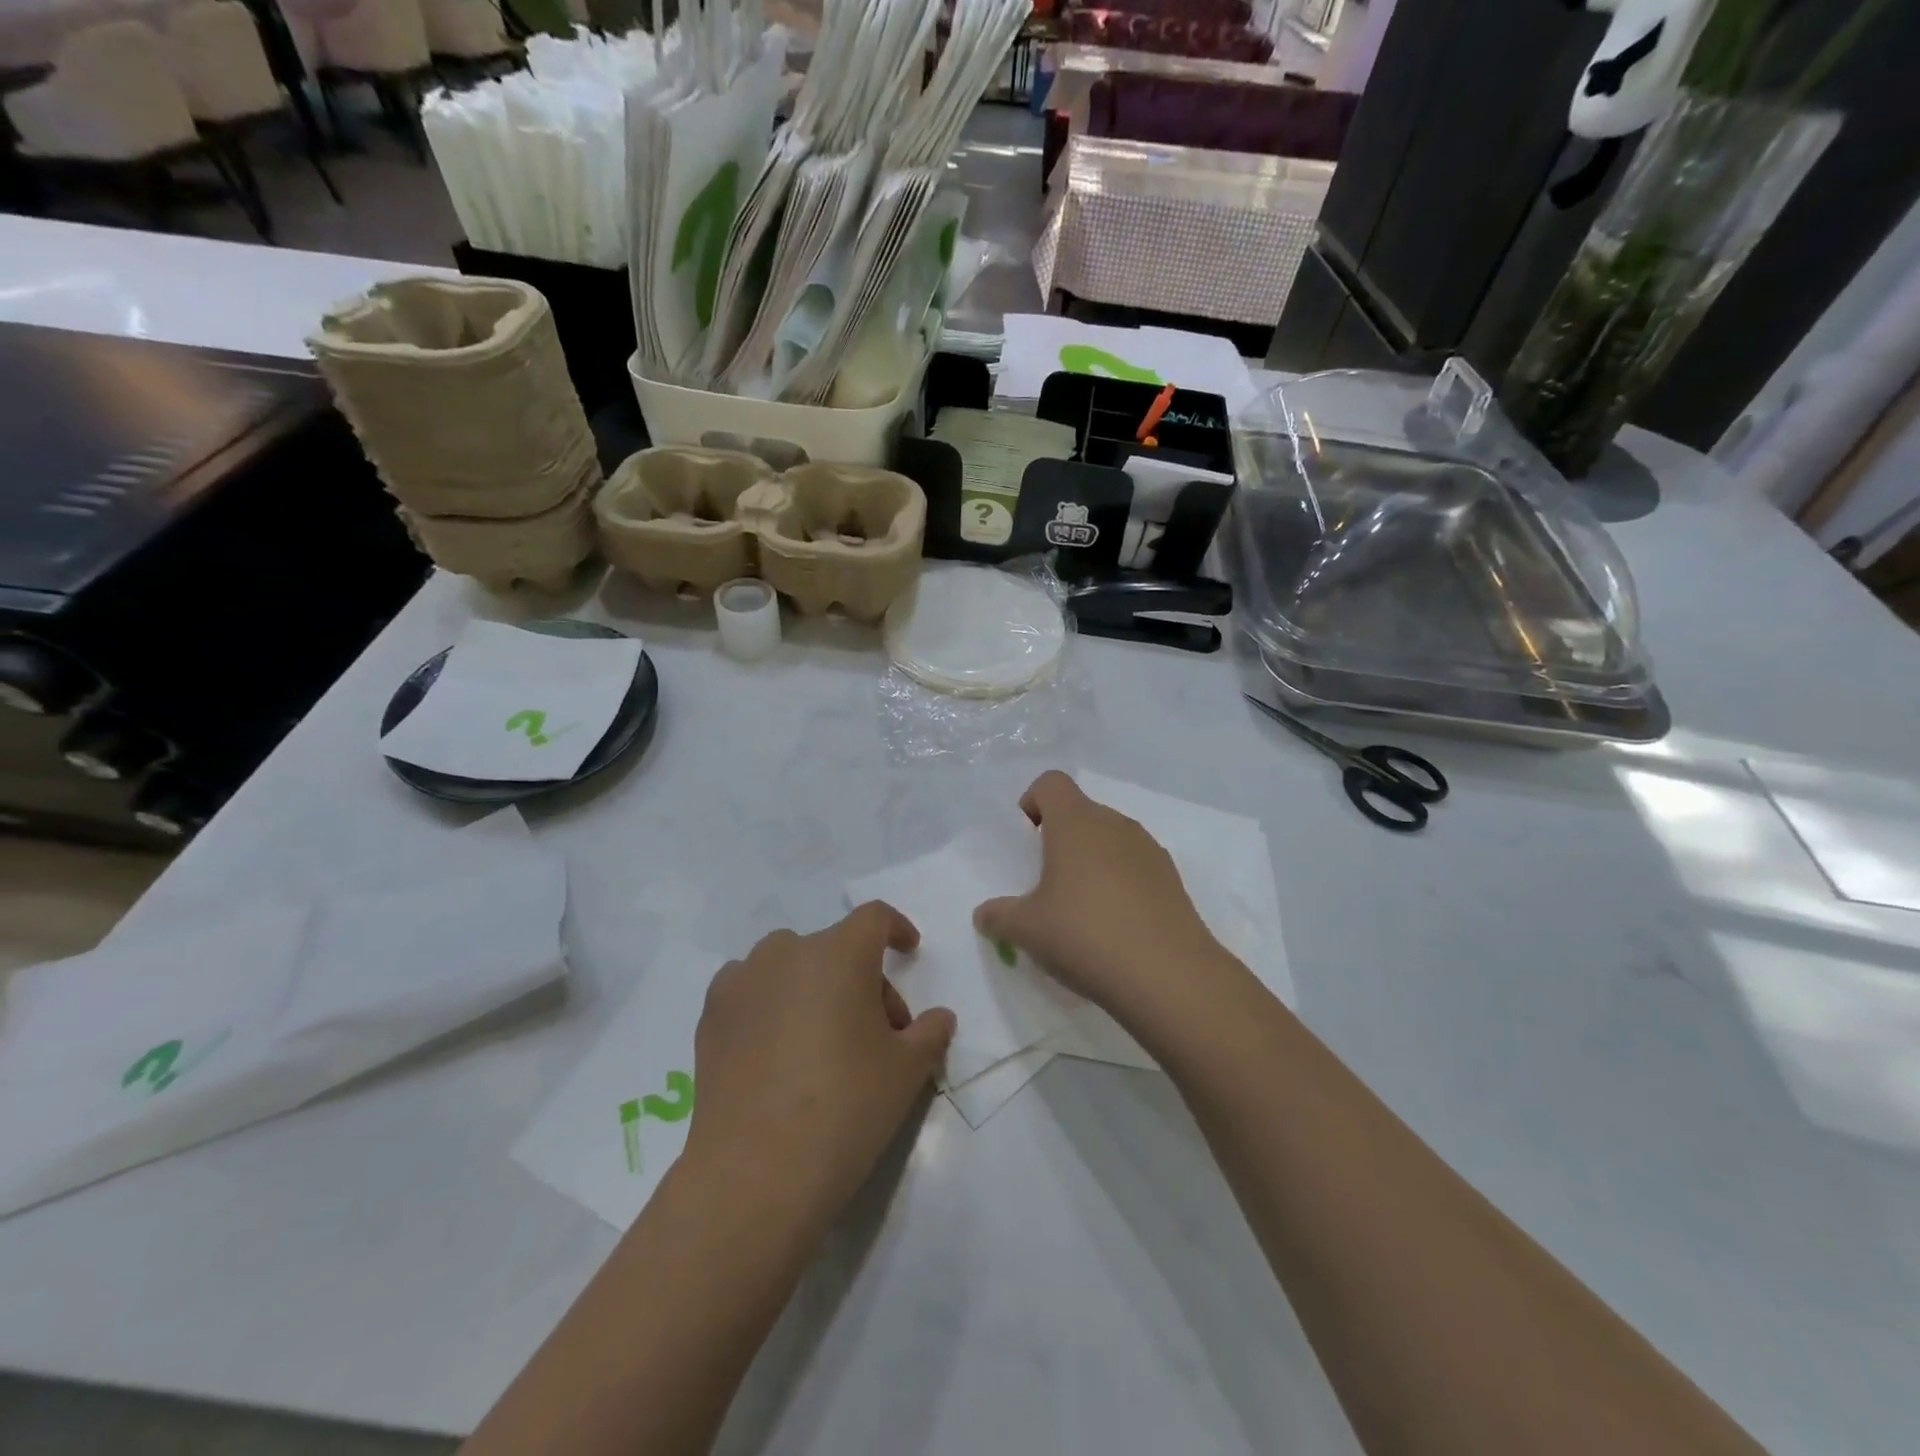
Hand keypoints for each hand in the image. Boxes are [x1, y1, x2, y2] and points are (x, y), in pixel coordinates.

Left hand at [684, 903, 954, 1236]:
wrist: (755, 1172)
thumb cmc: (845, 1107)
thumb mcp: (906, 1071)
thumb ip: (930, 1033)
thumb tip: (939, 1018)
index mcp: (840, 953)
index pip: (874, 918)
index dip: (897, 929)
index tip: (909, 951)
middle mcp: (787, 952)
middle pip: (836, 948)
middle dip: (862, 979)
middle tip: (877, 1034)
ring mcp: (743, 980)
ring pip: (790, 966)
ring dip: (814, 987)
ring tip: (822, 1041)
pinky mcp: (711, 1015)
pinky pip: (752, 989)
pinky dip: (772, 1003)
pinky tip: (777, 1050)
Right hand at [974, 771, 1235, 1025]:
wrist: (1169, 976)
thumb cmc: (1085, 935)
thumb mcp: (1027, 930)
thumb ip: (999, 916)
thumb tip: (985, 914)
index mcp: (1076, 822)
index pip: (1051, 783)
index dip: (1032, 803)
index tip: (1026, 843)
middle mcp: (1114, 824)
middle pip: (1081, 812)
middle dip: (1059, 840)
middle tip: (1046, 886)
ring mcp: (1149, 850)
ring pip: (1110, 840)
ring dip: (1091, 863)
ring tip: (1082, 912)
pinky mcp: (1172, 879)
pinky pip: (1135, 867)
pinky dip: (1120, 885)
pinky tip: (1115, 929)